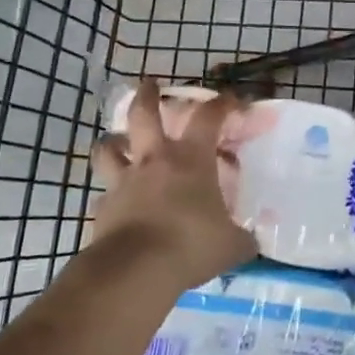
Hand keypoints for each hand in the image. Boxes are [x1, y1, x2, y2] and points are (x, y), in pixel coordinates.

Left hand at [89, 80, 255, 290]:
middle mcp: (155, 161)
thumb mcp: (232, 245)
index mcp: (191, 159)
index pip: (209, 117)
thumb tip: (252, 241)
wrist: (135, 270)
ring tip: (117, 141)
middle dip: (147, 95)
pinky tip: (116, 202)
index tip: (232, 100)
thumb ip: (242, 238)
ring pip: (109, 148)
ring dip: (113, 141)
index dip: (222, 104)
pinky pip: (104, 194)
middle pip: (144, 114)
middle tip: (149, 84)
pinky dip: (110, 193)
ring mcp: (124, 182)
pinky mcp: (102, 208)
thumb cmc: (191, 245)